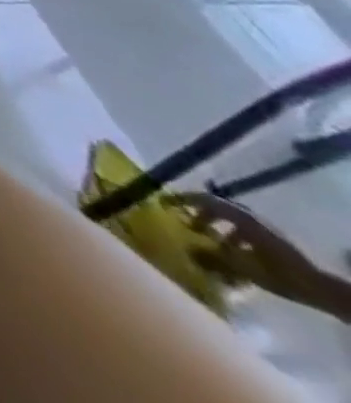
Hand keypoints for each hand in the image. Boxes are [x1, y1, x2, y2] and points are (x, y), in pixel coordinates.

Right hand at [183, 194, 338, 311]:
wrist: (324, 291)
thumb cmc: (281, 274)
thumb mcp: (245, 268)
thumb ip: (213, 257)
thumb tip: (185, 249)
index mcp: (241, 217)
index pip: (205, 199)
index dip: (184, 199)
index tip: (166, 202)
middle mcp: (251, 217)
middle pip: (219, 208)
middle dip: (202, 215)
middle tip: (189, 225)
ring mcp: (266, 229)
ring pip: (234, 222)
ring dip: (219, 228)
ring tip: (211, 243)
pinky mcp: (275, 241)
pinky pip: (246, 232)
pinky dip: (235, 238)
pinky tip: (235, 255)